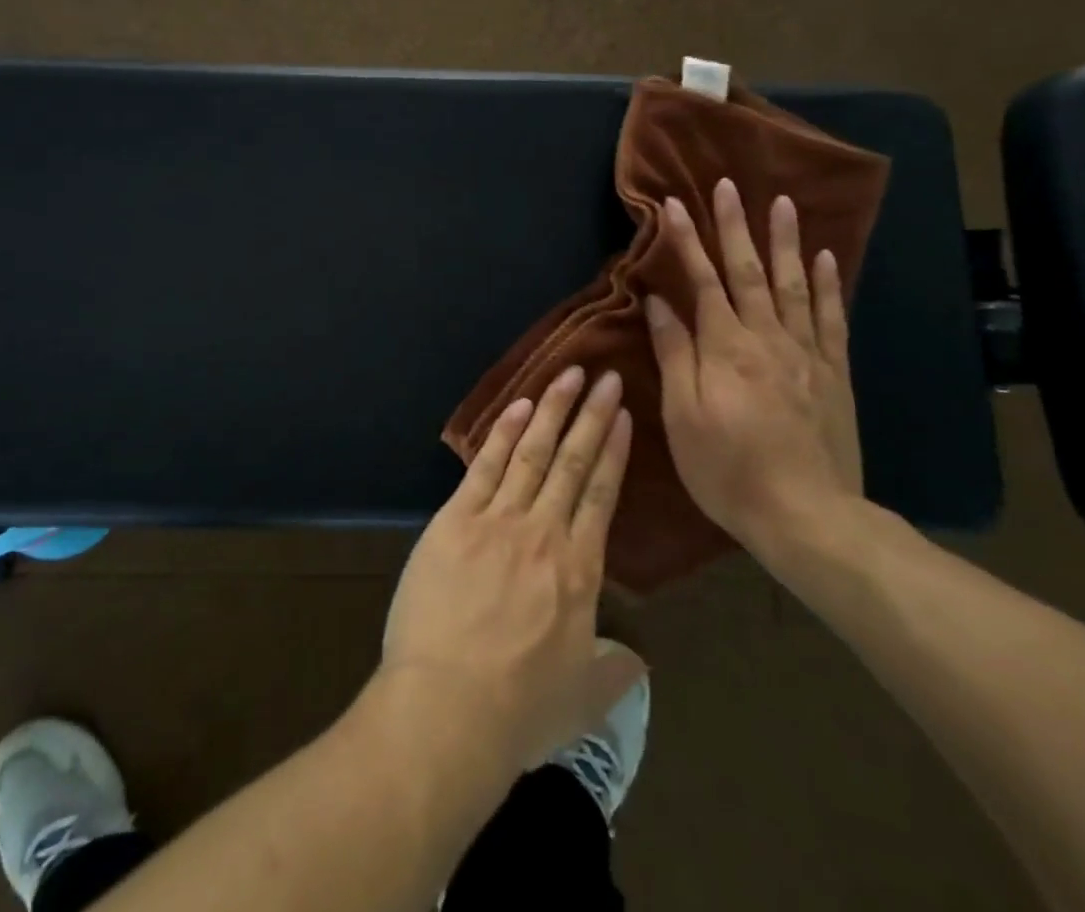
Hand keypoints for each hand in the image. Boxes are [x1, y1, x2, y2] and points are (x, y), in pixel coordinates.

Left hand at [381, 366, 646, 777]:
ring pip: (533, 452)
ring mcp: (498, 520)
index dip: (614, 452)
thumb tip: (635, 659)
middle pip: (573, 462)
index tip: (623, 416)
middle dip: (591, 416)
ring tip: (569, 374)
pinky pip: (485, 465)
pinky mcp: (456, 519)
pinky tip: (519, 405)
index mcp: (581, 572)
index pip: (602, 495)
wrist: (449, 707)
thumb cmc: (520, 711)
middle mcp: (545, 533)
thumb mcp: (583, 699)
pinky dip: (503, 432)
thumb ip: (613, 671)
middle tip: (605, 376)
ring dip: (553, 410)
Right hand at [645, 179, 864, 561]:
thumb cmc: (727, 469)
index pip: (702, 281)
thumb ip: (674, 354)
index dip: (686, 240)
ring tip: (781, 202)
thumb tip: (659, 302)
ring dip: (785, 240)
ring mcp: (806, 353)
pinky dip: (828, 285)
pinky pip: (831, 318)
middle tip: (729, 184)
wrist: (808, 517)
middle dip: (735, 225)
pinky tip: (825, 257)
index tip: (673, 204)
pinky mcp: (834, 373)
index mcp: (724, 348)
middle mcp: (767, 338)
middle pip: (749, 271)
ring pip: (794, 284)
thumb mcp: (682, 416)